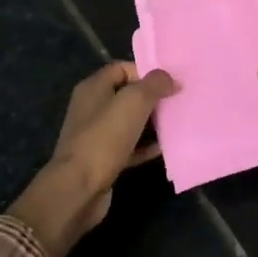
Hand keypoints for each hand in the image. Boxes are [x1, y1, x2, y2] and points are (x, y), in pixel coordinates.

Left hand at [7, 62, 176, 256]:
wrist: (79, 188)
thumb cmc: (104, 138)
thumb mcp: (133, 102)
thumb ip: (154, 84)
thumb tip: (170, 78)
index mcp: (93, 88)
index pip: (122, 69)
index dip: (146, 72)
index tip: (170, 82)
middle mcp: (92, 108)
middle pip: (127, 95)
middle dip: (152, 98)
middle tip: (178, 102)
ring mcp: (96, 135)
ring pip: (129, 122)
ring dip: (152, 123)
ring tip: (177, 124)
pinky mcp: (103, 159)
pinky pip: (129, 147)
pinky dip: (145, 146)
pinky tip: (164, 149)